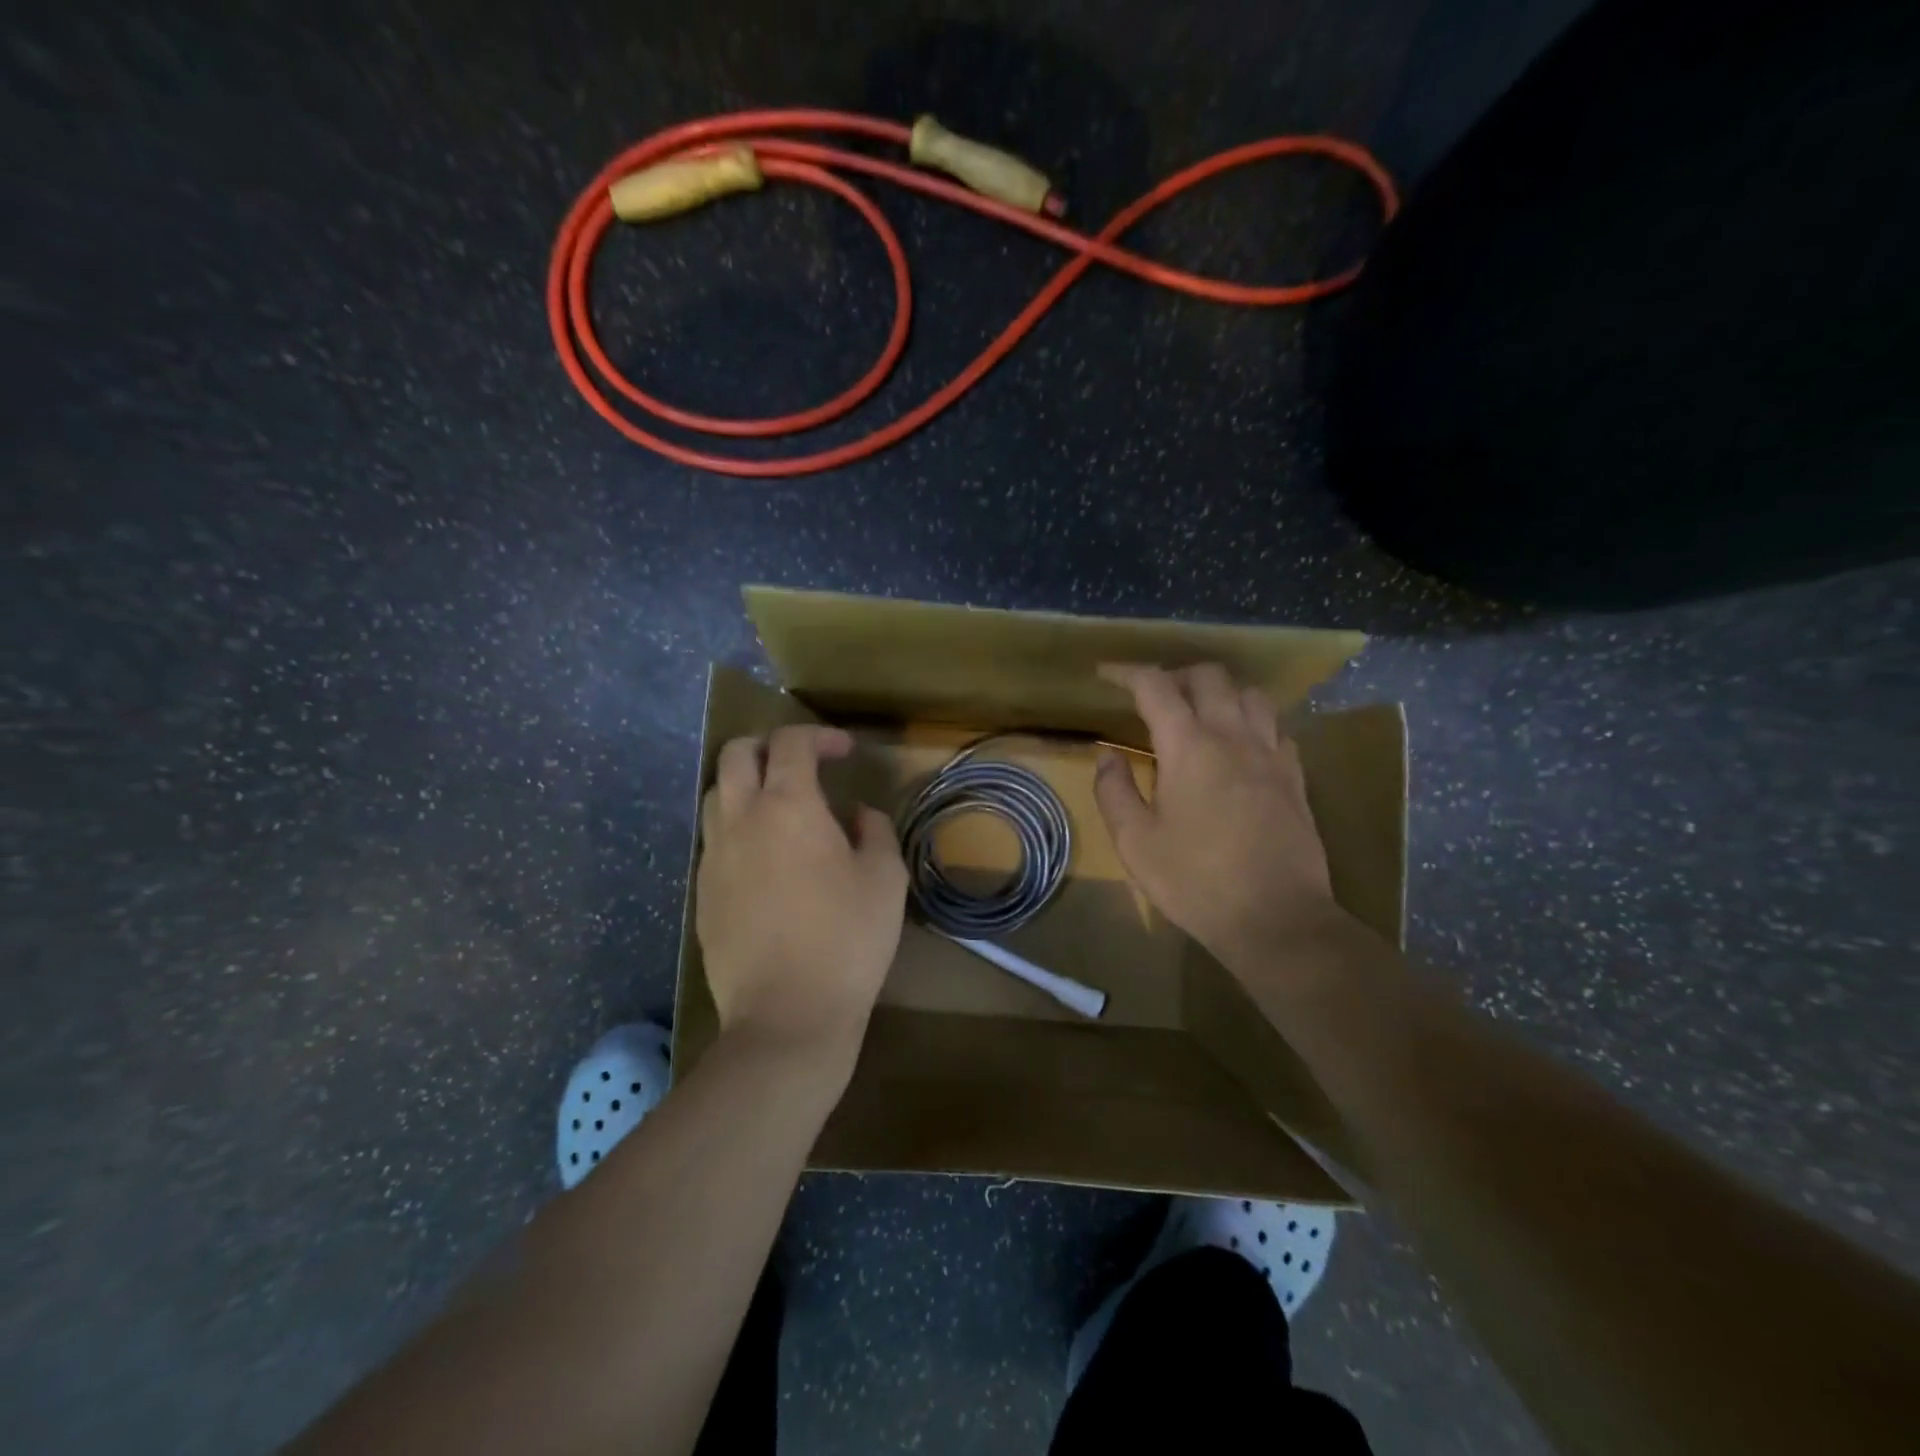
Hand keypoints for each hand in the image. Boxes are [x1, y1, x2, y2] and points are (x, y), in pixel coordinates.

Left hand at [697, 725, 907, 1067]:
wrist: (786, 1016)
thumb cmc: (847, 940)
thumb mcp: (885, 879)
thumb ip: (875, 831)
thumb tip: (858, 814)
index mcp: (788, 806)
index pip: (791, 743)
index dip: (819, 736)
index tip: (844, 751)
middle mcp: (740, 819)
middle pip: (736, 754)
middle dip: (769, 746)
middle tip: (803, 766)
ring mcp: (713, 857)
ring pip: (715, 794)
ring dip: (746, 785)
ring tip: (781, 809)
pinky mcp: (702, 893)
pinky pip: (713, 839)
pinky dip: (737, 827)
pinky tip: (765, 858)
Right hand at [1093, 663, 1345, 968]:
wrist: (1276, 919)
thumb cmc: (1195, 881)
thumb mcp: (1135, 842)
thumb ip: (1114, 791)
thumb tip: (1108, 757)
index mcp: (1189, 746)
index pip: (1155, 686)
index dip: (1126, 672)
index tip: (1105, 674)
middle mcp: (1233, 736)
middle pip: (1209, 676)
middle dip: (1175, 675)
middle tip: (1152, 697)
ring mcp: (1271, 754)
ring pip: (1250, 694)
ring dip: (1219, 692)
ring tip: (1199, 714)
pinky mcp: (1295, 777)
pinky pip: (1276, 727)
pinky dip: (1251, 721)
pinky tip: (1240, 746)